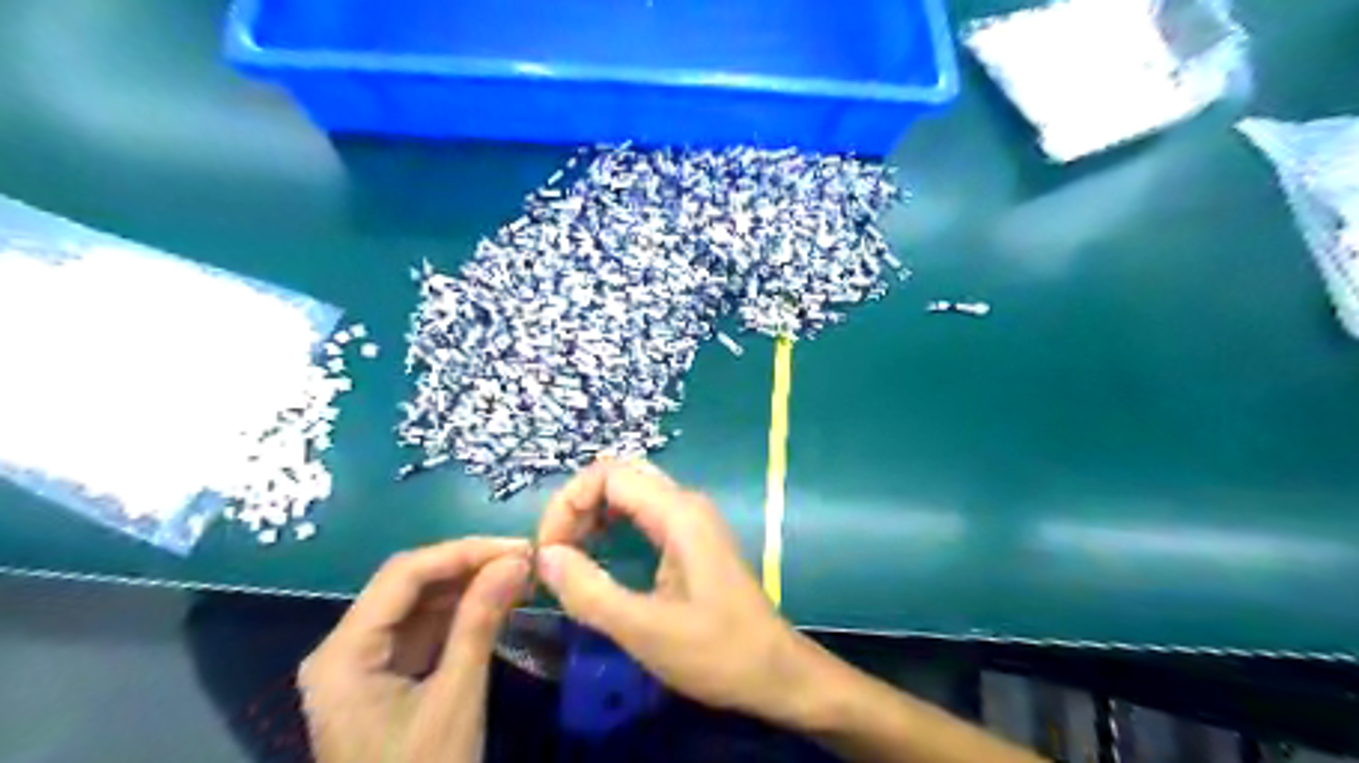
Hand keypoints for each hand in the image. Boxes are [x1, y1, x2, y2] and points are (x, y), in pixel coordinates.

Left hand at [299, 536, 533, 762]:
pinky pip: (424, 628)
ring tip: (519, 575)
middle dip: (468, 566)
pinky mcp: (385, 676)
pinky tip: (497, 601)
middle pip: (408, 584)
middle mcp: (343, 648)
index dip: (464, 552)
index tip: (519, 547)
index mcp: (342, 654)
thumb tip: (518, 559)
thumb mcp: (456, 698)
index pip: (404, 575)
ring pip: (419, 603)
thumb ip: (481, 622)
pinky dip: (462, 613)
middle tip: (525, 559)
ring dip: (468, 586)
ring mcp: (363, 663)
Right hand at [538, 459, 821, 726]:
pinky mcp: (691, 538)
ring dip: (592, 515)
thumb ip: (591, 592)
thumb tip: (545, 556)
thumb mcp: (645, 630)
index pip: (608, 474)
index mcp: (678, 513)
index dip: (568, 503)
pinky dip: (611, 525)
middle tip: (554, 554)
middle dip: (578, 506)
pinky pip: (642, 513)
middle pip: (618, 476)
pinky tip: (598, 556)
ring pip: (630, 492)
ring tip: (568, 557)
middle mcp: (685, 503)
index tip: (548, 551)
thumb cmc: (717, 652)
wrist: (776, 671)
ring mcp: (691, 519)